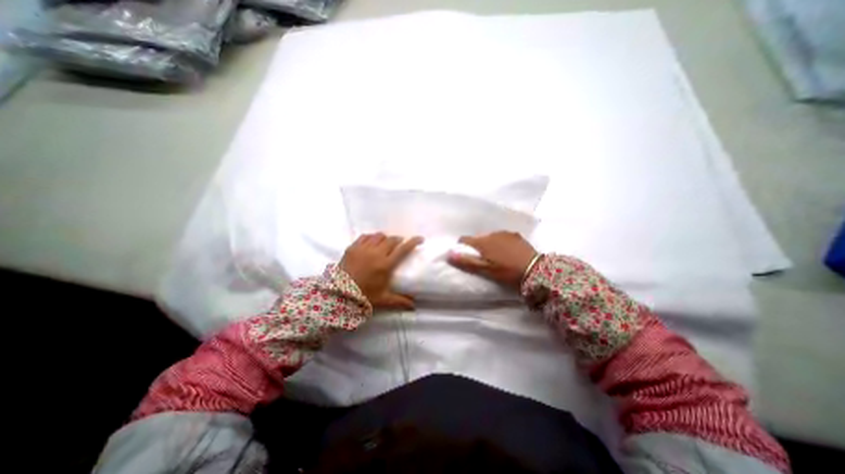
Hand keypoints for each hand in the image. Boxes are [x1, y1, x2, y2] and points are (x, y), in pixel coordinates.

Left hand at [339, 233, 425, 310]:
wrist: (339, 294)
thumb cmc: (364, 296)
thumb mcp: (383, 299)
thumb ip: (400, 301)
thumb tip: (414, 306)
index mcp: (385, 265)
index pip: (403, 249)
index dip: (413, 242)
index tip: (420, 239)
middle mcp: (376, 253)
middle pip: (392, 240)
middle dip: (398, 240)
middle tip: (400, 244)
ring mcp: (363, 249)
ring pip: (379, 236)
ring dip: (385, 238)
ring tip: (385, 243)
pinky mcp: (353, 247)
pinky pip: (365, 237)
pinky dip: (371, 237)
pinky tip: (372, 242)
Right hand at [445, 230, 536, 288]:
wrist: (535, 270)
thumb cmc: (507, 271)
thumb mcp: (485, 270)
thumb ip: (467, 261)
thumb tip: (449, 254)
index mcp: (482, 242)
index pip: (464, 239)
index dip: (461, 247)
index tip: (464, 256)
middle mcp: (492, 233)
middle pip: (478, 238)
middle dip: (476, 246)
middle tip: (482, 259)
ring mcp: (505, 233)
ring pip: (490, 236)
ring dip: (489, 244)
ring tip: (495, 256)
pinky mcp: (515, 235)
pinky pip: (502, 236)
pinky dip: (500, 242)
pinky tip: (507, 252)